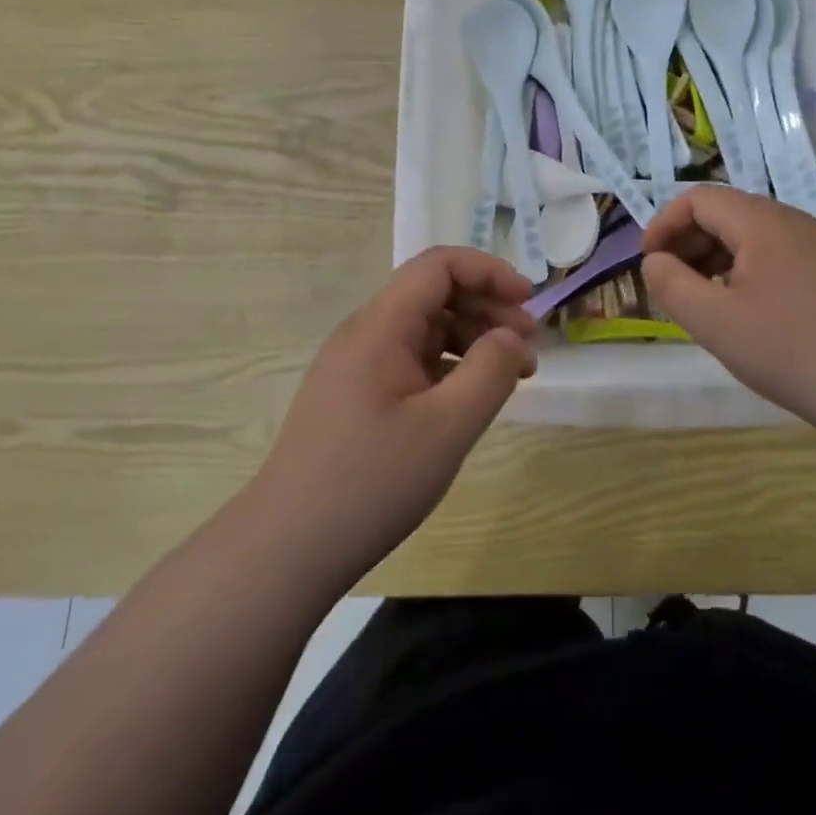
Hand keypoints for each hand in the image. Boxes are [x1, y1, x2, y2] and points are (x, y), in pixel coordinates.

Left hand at [252, 247, 537, 585]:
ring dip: (472, 340)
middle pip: (433, 294)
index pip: (438, 265)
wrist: (287, 549)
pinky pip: (411, 361)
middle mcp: (364, 334)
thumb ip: (490, 371)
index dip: (489, 272)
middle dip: (488, 308)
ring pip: (424, 329)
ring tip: (512, 376)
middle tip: (529, 346)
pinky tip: (470, 399)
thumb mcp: (447, 427)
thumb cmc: (371, 482)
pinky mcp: (355, 396)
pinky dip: (449, 367)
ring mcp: (356, 366)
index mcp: (380, 327)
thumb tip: (513, 336)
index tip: (528, 302)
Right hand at [642, 186, 815, 430]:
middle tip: (671, 285)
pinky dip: (746, 270)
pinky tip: (745, 310)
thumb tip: (655, 262)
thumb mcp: (714, 322)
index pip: (698, 199)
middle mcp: (793, 221)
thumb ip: (671, 285)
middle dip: (688, 242)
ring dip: (715, 258)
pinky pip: (777, 254)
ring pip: (752, 235)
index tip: (649, 264)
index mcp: (762, 222)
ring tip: (703, 300)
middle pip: (726, 212)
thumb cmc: (790, 351)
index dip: (664, 225)